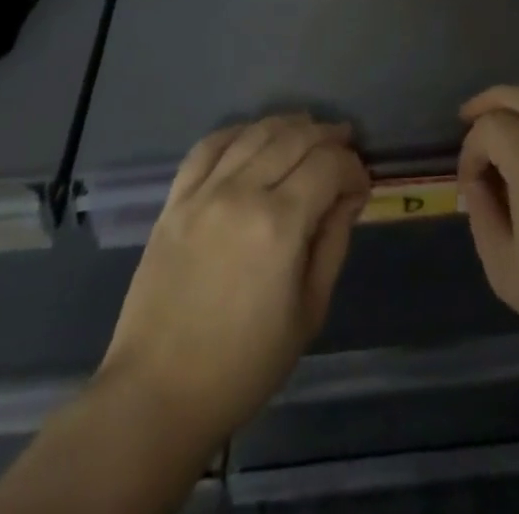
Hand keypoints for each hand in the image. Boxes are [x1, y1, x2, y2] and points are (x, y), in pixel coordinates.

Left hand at [98, 114, 370, 449]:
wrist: (158, 393)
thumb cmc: (244, 365)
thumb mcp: (309, 312)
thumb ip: (333, 242)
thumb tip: (349, 196)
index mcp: (281, 225)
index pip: (329, 165)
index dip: (353, 168)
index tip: (361, 185)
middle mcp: (243, 193)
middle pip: (295, 137)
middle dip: (328, 136)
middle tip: (344, 146)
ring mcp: (204, 192)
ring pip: (255, 132)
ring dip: (288, 125)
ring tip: (307, 130)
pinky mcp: (175, 199)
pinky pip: (209, 146)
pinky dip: (238, 131)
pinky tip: (253, 136)